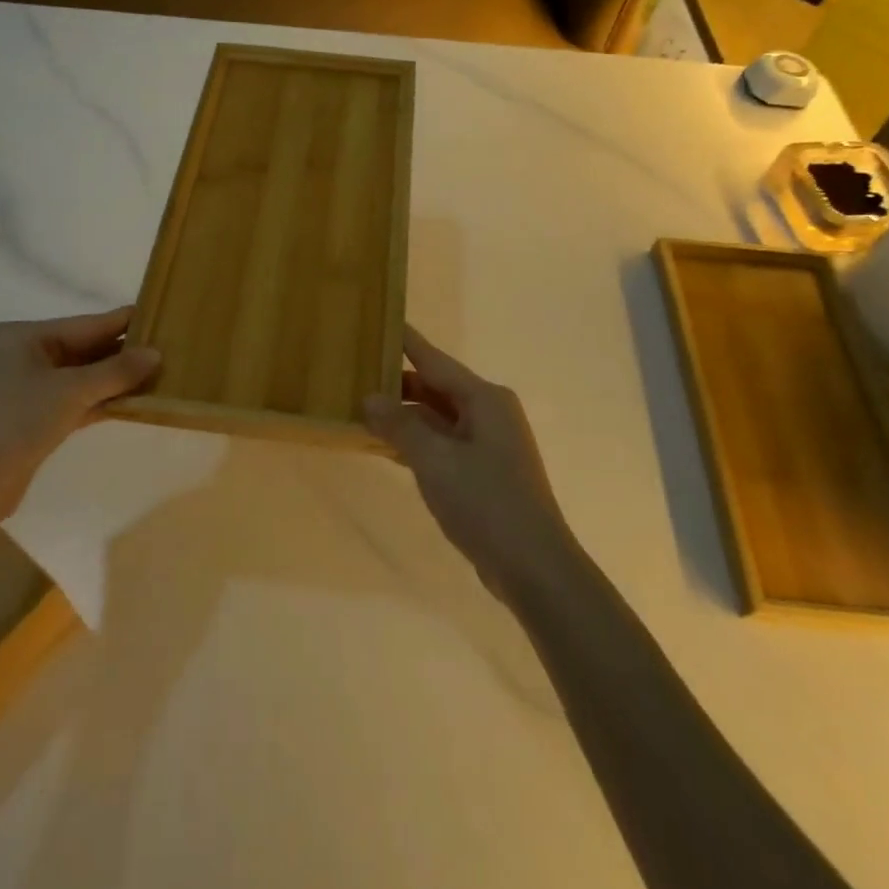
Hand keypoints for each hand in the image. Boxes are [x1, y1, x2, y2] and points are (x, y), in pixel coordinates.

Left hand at [0, 306, 160, 520]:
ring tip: (158, 374)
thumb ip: (116, 371)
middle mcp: (22, 356)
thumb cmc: (17, 419)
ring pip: (80, 377)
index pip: (85, 324)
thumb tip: (156, 354)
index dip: (122, 322)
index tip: (158, 316)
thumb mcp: (71, 390)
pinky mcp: (31, 419)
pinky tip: (133, 402)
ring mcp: (26, 389)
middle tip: (166, 349)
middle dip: (121, 353)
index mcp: (23, 336)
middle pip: (83, 349)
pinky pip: (74, 401)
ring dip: (114, 380)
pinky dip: (100, 401)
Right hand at [362, 325, 576, 602]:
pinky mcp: (483, 472)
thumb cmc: (486, 503)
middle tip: (353, 372)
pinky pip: (442, 443)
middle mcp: (489, 413)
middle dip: (396, 383)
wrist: (534, 568)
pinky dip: (415, 441)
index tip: (378, 320)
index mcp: (484, 399)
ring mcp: (488, 444)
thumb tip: (369, 397)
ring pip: (437, 417)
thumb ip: (400, 425)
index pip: (434, 359)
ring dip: (403, 415)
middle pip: (435, 387)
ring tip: (360, 407)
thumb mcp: (435, 461)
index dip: (405, 341)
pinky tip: (385, 446)